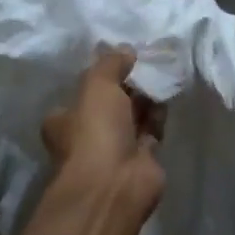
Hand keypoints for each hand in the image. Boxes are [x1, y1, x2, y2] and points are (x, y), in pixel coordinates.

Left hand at [41, 49, 165, 224]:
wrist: (115, 183)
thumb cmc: (95, 131)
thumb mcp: (97, 85)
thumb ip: (111, 63)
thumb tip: (126, 50)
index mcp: (65, 120)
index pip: (82, 93)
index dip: (102, 77)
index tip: (122, 60)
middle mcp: (87, 135)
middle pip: (110, 104)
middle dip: (128, 87)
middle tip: (147, 64)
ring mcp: (114, 149)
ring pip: (133, 116)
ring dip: (146, 99)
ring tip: (162, 75)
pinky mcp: (141, 160)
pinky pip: (152, 130)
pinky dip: (160, 116)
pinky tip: (169, 96)